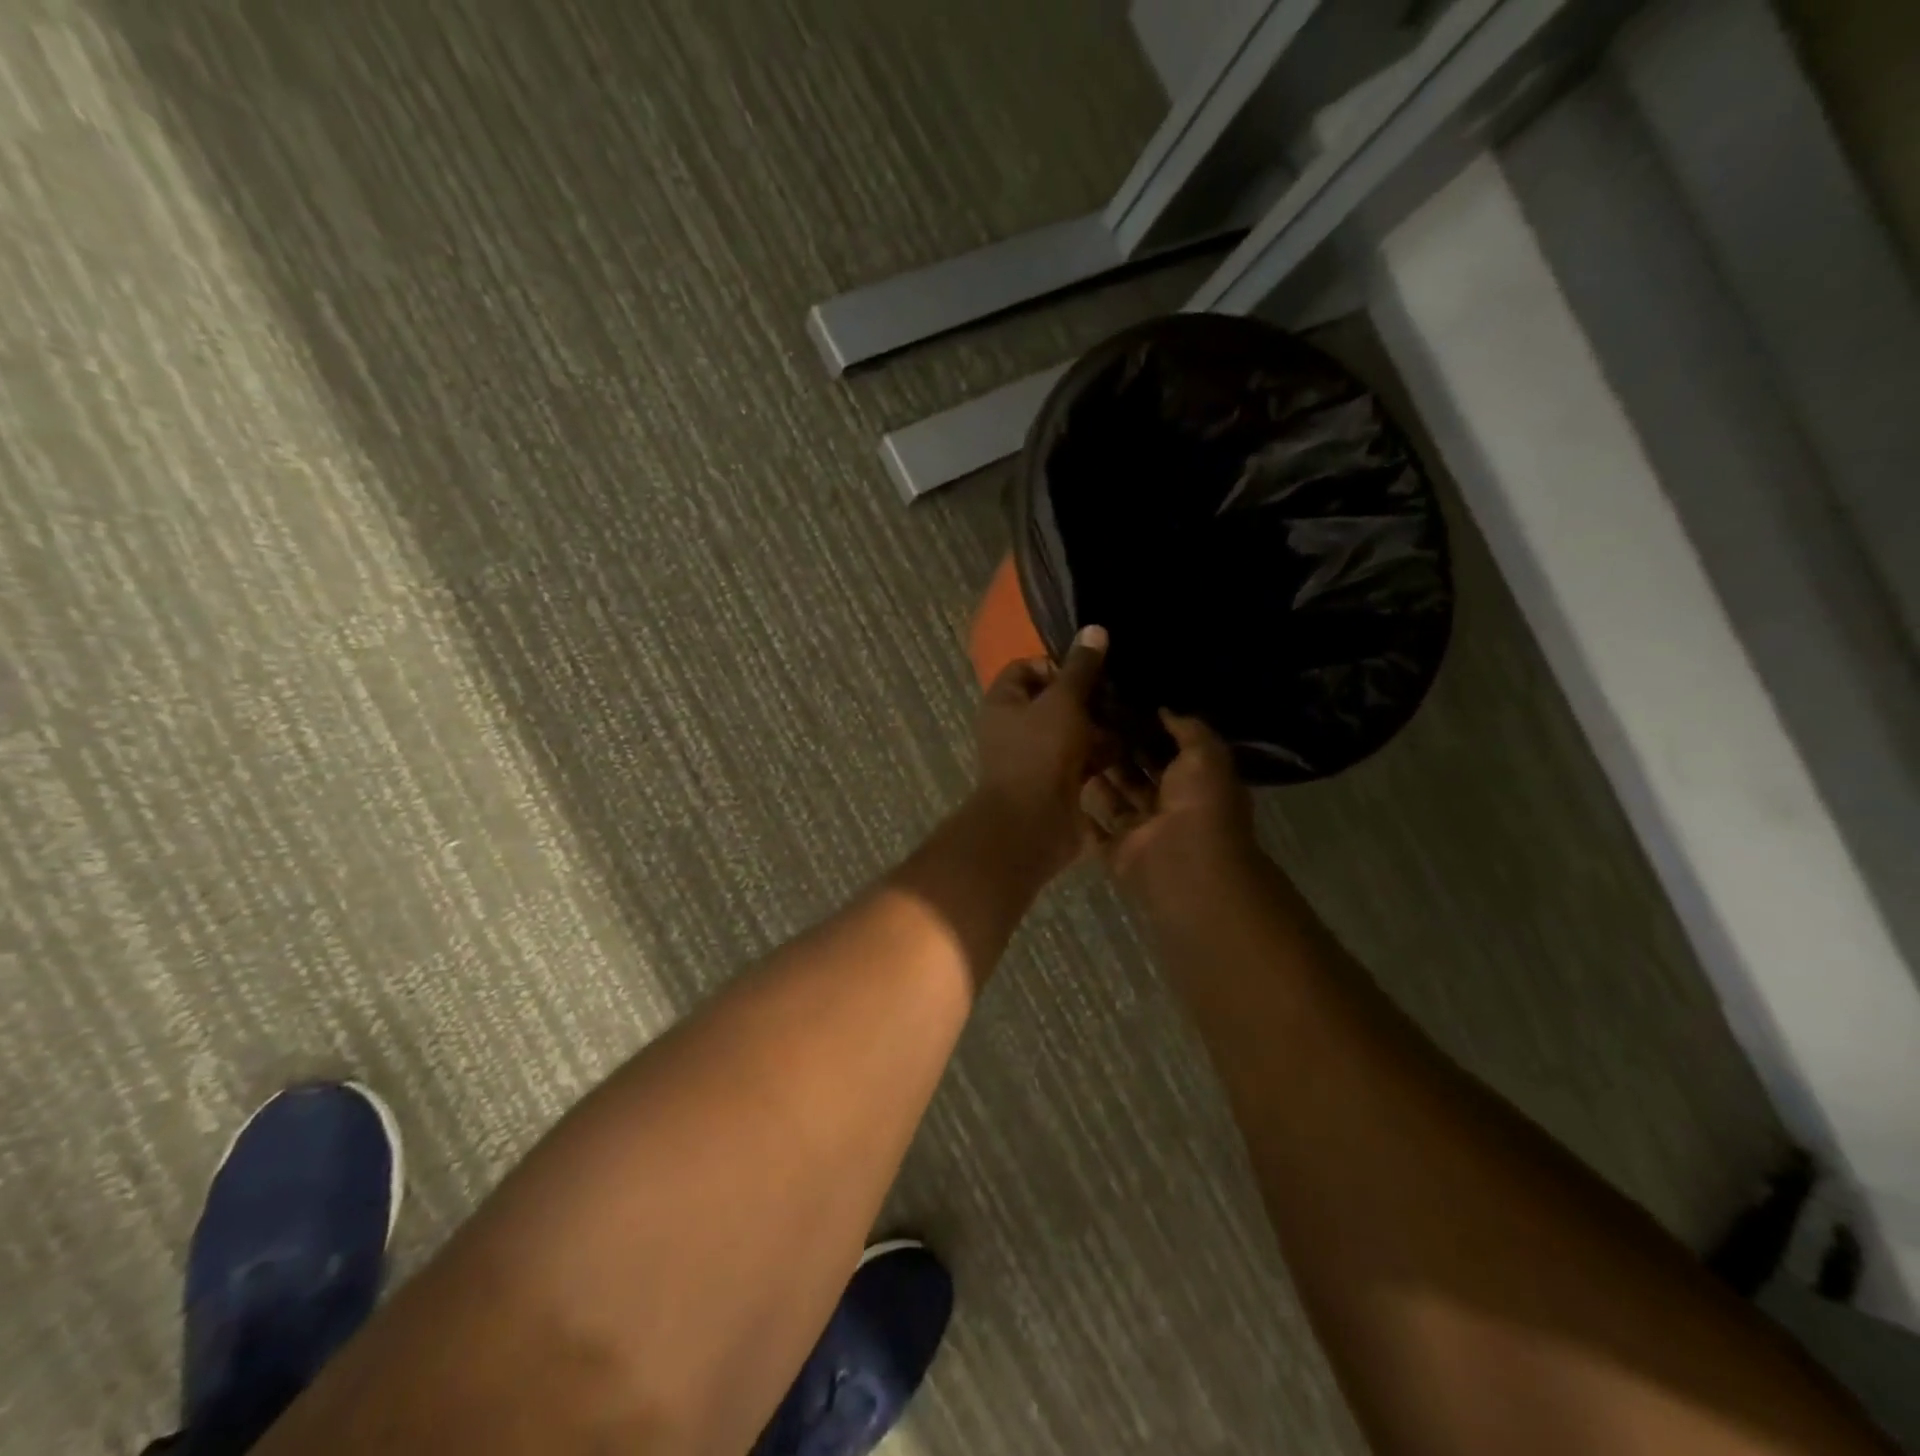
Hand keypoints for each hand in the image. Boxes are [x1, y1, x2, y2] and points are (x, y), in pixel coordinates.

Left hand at [973, 625, 1111, 880]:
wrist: (1032, 822)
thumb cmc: (1039, 752)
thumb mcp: (1062, 701)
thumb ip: (1080, 668)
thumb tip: (1094, 629)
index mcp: (1004, 701)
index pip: (1025, 668)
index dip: (1056, 663)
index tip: (1089, 669)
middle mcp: (1015, 726)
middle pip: (1053, 700)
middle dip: (1087, 697)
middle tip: (1121, 693)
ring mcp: (1036, 756)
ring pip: (1072, 731)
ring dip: (1099, 726)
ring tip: (1134, 717)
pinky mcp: (1057, 782)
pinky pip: (1082, 759)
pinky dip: (1102, 754)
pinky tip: (1131, 746)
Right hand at [1081, 710, 1257, 903]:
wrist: (1183, 861)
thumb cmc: (1200, 803)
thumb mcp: (1205, 754)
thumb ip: (1188, 729)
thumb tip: (1164, 709)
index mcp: (1196, 783)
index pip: (1169, 752)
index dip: (1148, 731)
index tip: (1121, 706)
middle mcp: (1169, 807)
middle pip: (1139, 775)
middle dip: (1119, 751)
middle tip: (1089, 721)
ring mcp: (1142, 831)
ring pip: (1116, 799)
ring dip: (1100, 777)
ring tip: (1071, 744)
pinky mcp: (1117, 850)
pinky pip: (1096, 830)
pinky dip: (1082, 814)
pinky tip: (1061, 786)